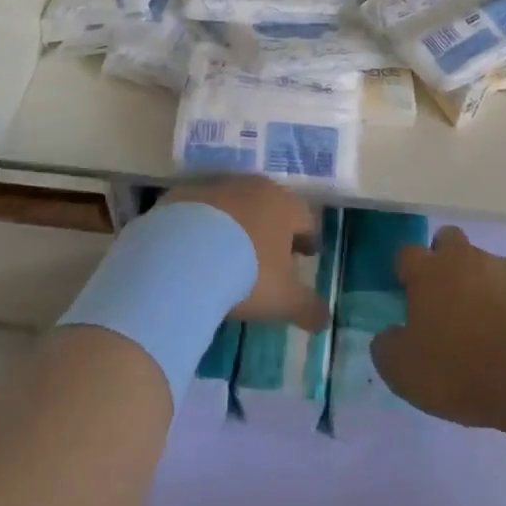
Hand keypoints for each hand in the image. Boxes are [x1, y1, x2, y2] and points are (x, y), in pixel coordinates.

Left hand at [154, 177, 328, 331]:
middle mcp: (251, 187)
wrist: (181, 257)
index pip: (304, 218)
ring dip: (236, 224)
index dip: (308, 238)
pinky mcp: (181, 195)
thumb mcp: (284, 299)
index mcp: (283, 205)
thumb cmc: (245, 273)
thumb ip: (308, 307)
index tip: (307, 254)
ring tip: (228, 253)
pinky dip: (202, 226)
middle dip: (272, 228)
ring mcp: (214, 187)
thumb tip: (325, 319)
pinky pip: (199, 210)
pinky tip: (195, 249)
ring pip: (233, 204)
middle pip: (269, 205)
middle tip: (269, 254)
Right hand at [371, 225, 505, 429]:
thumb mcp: (404, 372)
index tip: (410, 297)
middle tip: (448, 300)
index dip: (406, 272)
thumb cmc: (461, 371)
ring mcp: (503, 265)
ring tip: (490, 325)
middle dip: (445, 260)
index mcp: (428, 272)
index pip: (407, 254)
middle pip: (448, 241)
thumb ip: (387, 346)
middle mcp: (464, 258)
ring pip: (486, 263)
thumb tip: (388, 334)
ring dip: (482, 284)